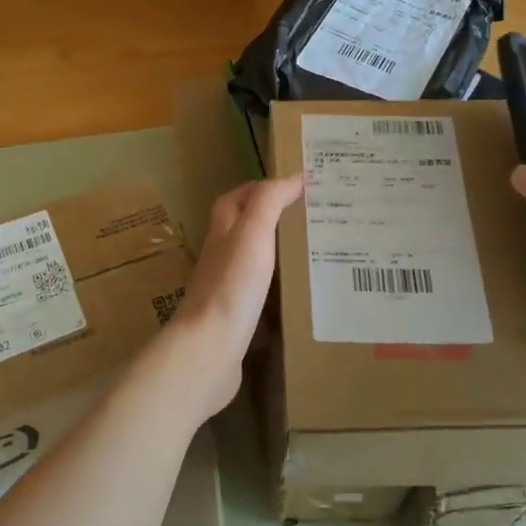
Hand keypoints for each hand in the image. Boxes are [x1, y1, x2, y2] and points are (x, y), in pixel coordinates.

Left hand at [158, 175, 304, 422]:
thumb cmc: (231, 285)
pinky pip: (262, 297)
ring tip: (316, 255)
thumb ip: (269, 201)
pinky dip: (281, 291)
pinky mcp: (237, 319)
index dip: (263, 188)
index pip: (238, 198)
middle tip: (314, 221)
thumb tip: (294, 176)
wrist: (209, 349)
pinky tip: (302, 297)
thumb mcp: (253, 232)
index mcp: (223, 230)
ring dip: (281, 256)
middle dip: (276, 221)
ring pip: (256, 263)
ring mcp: (227, 289)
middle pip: (247, 229)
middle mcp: (222, 256)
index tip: (299, 187)